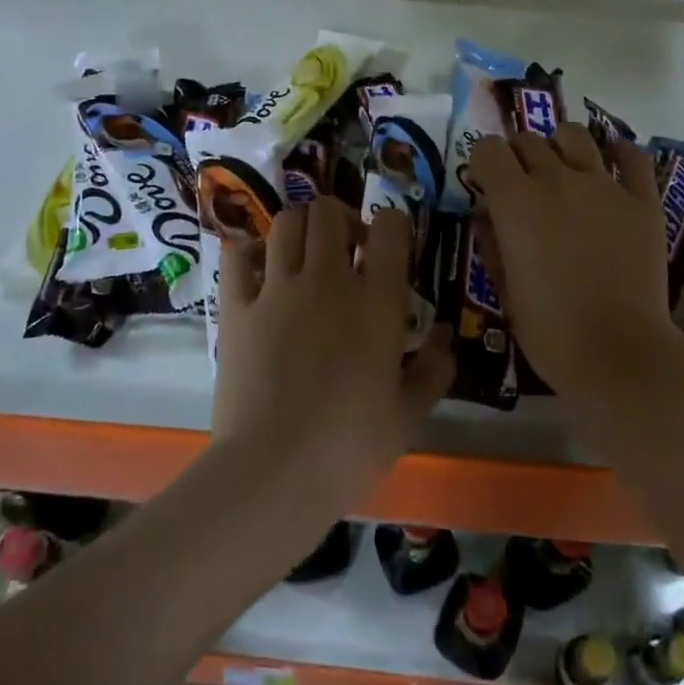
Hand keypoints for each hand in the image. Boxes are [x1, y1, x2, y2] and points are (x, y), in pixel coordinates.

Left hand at [212, 197, 452, 514]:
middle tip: (347, 251)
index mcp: (377, 301)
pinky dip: (250, 250)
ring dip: (301, 229)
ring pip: (287, 222)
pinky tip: (260, 270)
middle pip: (330, 211)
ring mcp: (277, 289)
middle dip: (342, 220)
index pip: (390, 225)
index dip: (392, 225)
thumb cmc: (349, 447)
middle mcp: (328, 280)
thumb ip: (434, 369)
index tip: (388, 250)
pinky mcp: (236, 308)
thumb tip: (447, 338)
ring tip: (305, 258)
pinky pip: (237, 254)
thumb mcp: (408, 414)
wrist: (272, 473)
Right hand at [469, 125, 682, 394]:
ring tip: (564, 169)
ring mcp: (604, 185)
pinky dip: (618, 154)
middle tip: (524, 184)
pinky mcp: (642, 199)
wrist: (619, 353)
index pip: (488, 149)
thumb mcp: (504, 291)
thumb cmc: (550, 331)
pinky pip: (631, 156)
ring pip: (575, 135)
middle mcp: (557, 180)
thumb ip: (492, 244)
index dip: (484, 162)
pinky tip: (612, 167)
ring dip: (561, 146)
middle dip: (518, 156)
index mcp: (515, 202)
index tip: (487, 184)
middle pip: (529, 140)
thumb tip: (485, 216)